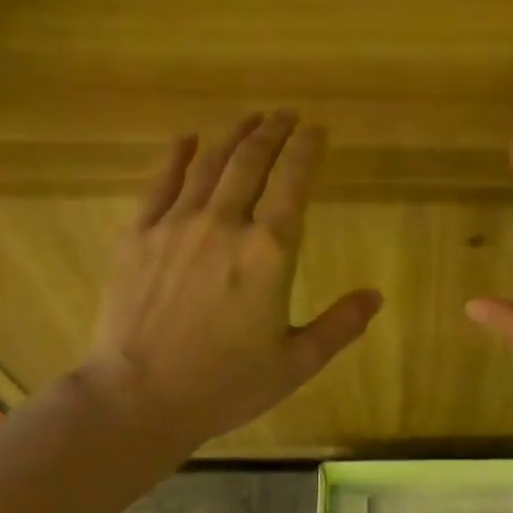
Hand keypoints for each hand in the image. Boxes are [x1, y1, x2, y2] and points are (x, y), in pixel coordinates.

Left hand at [81, 113, 381, 446]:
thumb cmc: (225, 385)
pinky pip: (160, 181)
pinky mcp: (137, 235)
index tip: (318, 130)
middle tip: (286, 115)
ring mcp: (175, 224)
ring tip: (250, 119)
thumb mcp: (295, 364)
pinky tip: (187, 140)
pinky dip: (177, 155)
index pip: (293, 182)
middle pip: (252, 161)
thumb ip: (339, 325)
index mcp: (269, 253)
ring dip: (233, 135)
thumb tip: (375, 296)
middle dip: (273, 131)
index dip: (307, 150)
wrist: (138, 398)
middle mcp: (224, 224)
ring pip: (209, 163)